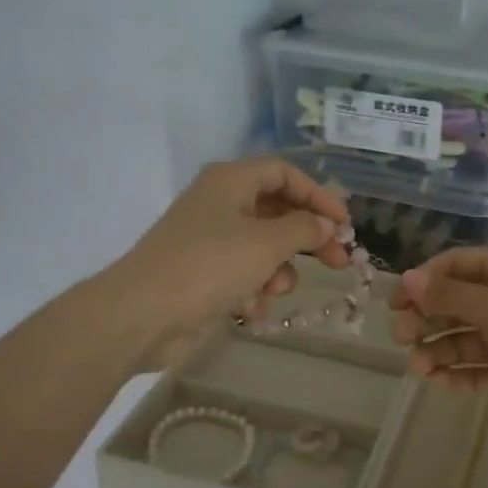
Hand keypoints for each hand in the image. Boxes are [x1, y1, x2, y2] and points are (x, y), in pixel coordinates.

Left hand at [108, 159, 351, 371]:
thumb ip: (304, 230)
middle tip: (339, 262)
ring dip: (278, 270)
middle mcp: (218, 204)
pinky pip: (241, 275)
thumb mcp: (266, 243)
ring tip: (277, 290)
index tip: (344, 225)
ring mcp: (207, 240)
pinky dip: (253, 290)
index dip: (318, 195)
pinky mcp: (201, 274)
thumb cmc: (210, 266)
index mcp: (230, 181)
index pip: (284, 174)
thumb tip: (325, 224)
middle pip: (276, 212)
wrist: (143, 314)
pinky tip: (254, 312)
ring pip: (261, 248)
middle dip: (307, 239)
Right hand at [388, 249, 487, 440]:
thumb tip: (407, 279)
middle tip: (400, 337)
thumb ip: (448, 295)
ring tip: (418, 367)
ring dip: (436, 350)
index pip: (456, 266)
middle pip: (454, 304)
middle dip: (426, 318)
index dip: (424, 281)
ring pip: (461, 340)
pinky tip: (436, 382)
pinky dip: (454, 375)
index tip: (395, 303)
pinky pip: (474, 371)